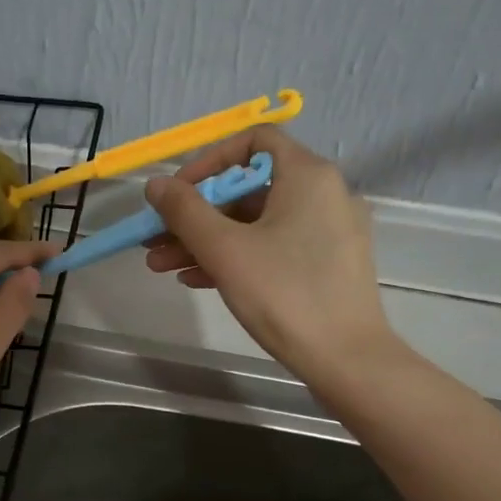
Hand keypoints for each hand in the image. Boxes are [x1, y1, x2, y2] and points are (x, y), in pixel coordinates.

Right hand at [143, 127, 394, 382]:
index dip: (208, 161)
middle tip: (155, 240)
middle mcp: (323, 194)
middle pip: (248, 189)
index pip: (253, 141)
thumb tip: (155, 184)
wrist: (345, 359)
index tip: (177, 194)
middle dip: (196, 215)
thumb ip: (185, 212)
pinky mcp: (327, 266)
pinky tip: (196, 280)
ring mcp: (328, 232)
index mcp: (307, 176)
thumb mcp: (225, 250)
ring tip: (163, 267)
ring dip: (207, 241)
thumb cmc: (284, 294)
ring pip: (256, 224)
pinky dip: (236, 257)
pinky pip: (273, 248)